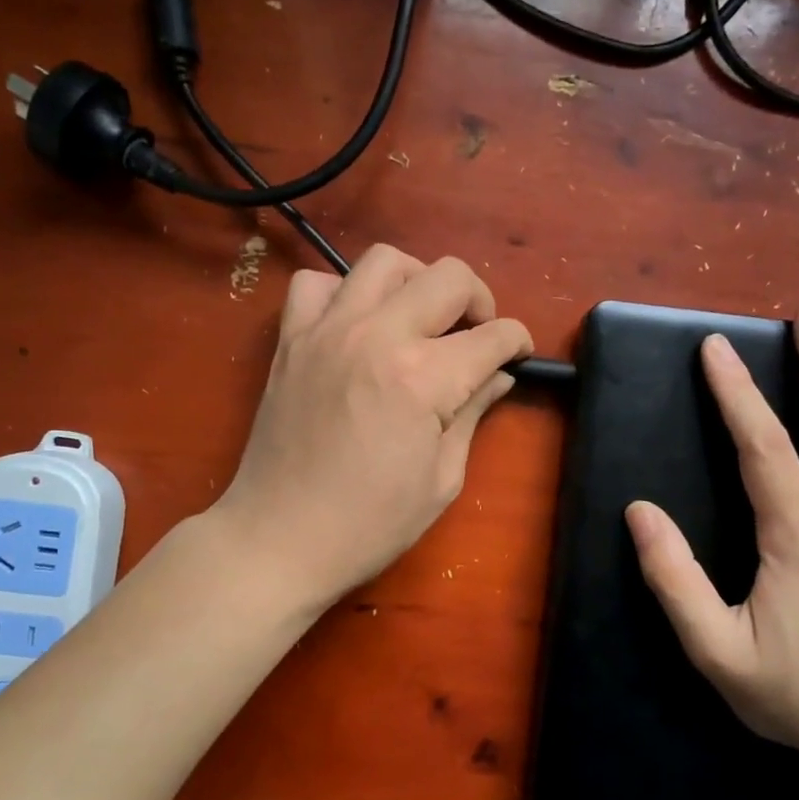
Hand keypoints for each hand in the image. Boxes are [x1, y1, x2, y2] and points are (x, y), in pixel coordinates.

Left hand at [214, 245, 531, 610]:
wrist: (279, 539)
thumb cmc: (369, 525)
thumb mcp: (441, 480)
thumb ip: (473, 414)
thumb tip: (498, 377)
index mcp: (423, 378)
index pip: (492, 336)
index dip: (518, 342)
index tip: (519, 356)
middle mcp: (378, 336)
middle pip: (449, 277)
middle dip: (480, 300)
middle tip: (478, 335)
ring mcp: (328, 331)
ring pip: (385, 261)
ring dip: (417, 281)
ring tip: (421, 318)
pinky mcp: (291, 339)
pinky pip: (317, 283)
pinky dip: (344, 292)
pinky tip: (357, 324)